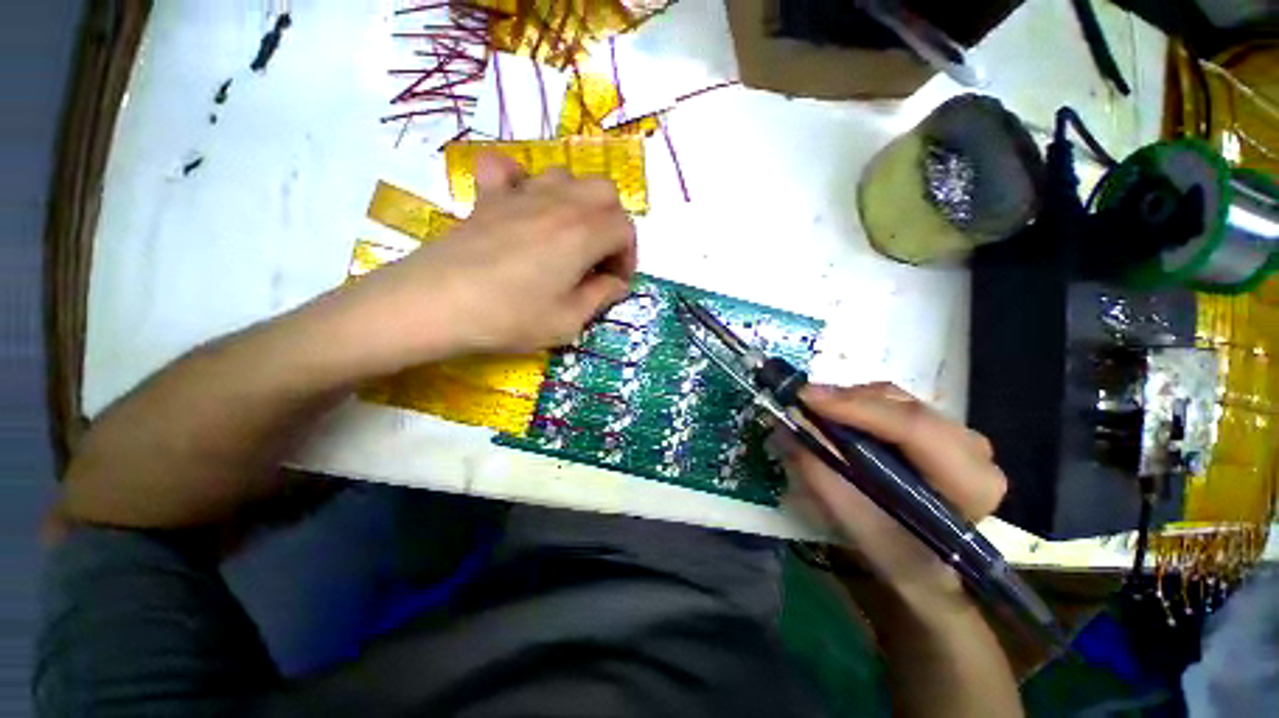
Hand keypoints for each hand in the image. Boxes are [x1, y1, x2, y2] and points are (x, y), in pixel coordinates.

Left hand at [343, 152, 636, 367]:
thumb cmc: (509, 317)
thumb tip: (615, 284)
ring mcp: (521, 194)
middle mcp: (559, 203)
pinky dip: (522, 181)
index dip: (628, 258)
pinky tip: (522, 206)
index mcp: (583, 234)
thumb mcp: (568, 321)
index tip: (614, 283)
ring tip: (567, 237)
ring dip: (578, 204)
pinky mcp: (488, 197)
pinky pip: (509, 168)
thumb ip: (600, 298)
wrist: (435, 304)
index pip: (625, 230)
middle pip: (605, 193)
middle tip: (598, 258)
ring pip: (567, 177)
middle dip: (611, 225)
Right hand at [776, 383, 1006, 594]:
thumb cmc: (893, 551)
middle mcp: (974, 450)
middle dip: (848, 400)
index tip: (805, 398)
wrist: (924, 562)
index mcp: (969, 482)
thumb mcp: (852, 520)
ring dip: (851, 400)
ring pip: (898, 400)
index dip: (856, 407)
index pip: (914, 429)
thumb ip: (819, 472)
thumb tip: (787, 424)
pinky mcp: (940, 428)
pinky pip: (895, 403)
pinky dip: (860, 404)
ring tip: (815, 410)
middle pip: (904, 407)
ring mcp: (960, 435)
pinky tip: (838, 415)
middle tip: (802, 402)